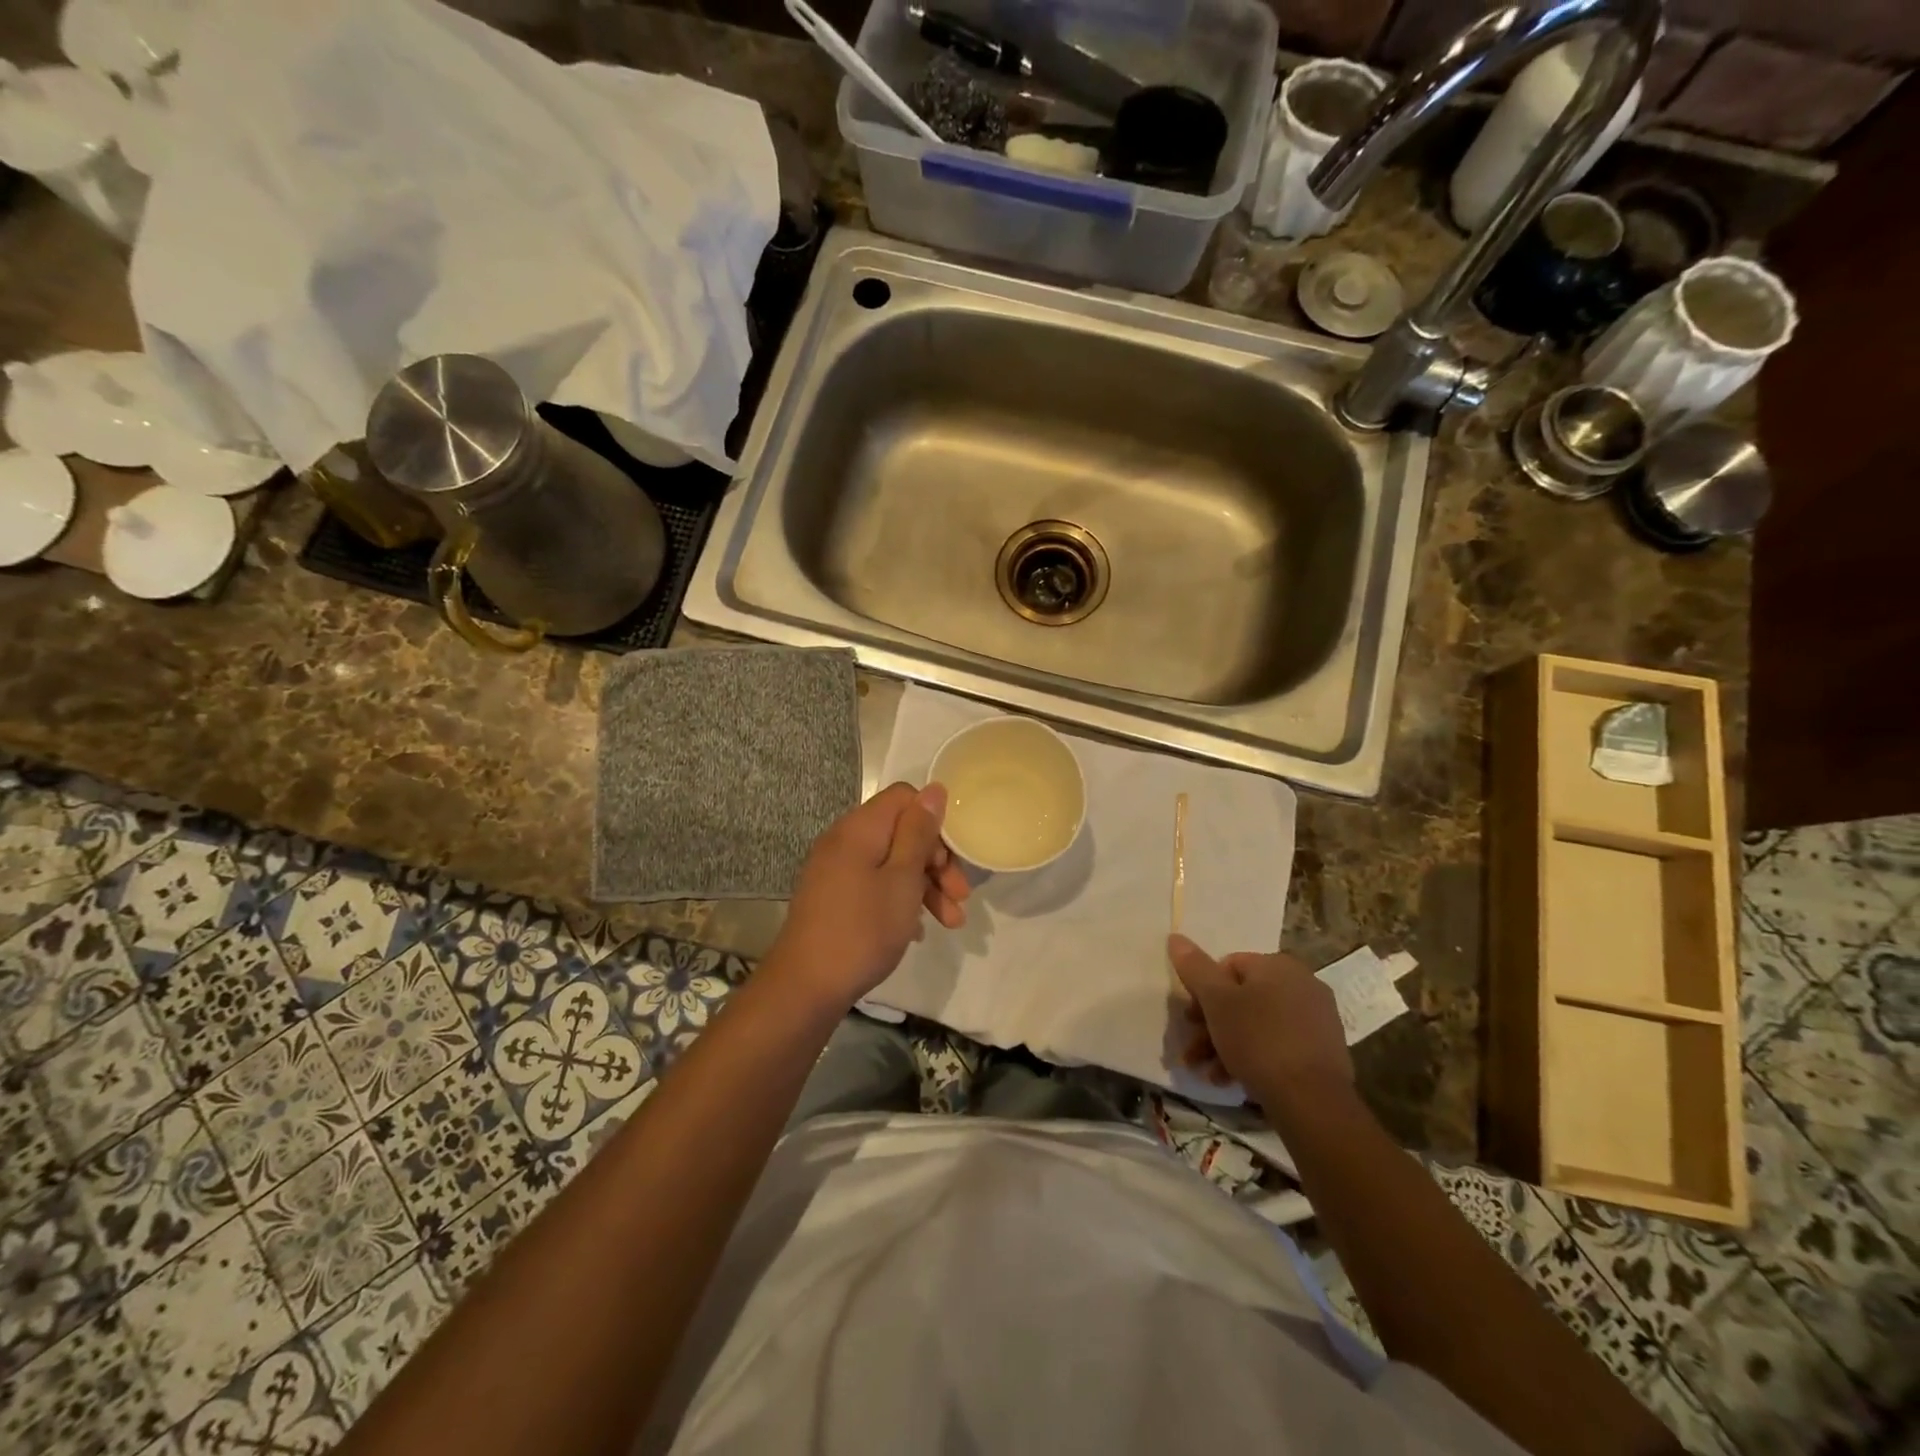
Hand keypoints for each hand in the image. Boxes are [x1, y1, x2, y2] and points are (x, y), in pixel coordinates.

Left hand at [768, 783, 970, 1008]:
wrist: (806, 987)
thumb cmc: (863, 929)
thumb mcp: (903, 879)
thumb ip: (919, 832)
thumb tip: (934, 789)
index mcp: (860, 828)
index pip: (905, 797)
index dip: (934, 822)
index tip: (951, 859)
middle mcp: (844, 840)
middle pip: (901, 832)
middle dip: (936, 862)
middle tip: (960, 897)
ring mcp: (836, 869)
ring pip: (891, 862)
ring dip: (925, 886)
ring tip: (951, 923)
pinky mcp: (834, 896)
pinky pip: (875, 884)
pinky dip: (900, 900)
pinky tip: (918, 930)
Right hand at [1167, 934, 1352, 1111]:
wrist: (1312, 1101)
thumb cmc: (1258, 1040)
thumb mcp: (1216, 1001)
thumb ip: (1195, 967)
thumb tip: (1176, 937)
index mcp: (1277, 965)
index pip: (1228, 966)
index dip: (1203, 992)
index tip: (1190, 1019)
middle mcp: (1302, 983)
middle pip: (1242, 997)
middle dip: (1212, 1024)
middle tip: (1194, 1049)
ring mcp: (1317, 1018)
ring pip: (1258, 1024)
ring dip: (1227, 1045)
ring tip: (1209, 1073)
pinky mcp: (1324, 1050)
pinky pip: (1279, 1044)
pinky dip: (1254, 1056)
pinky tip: (1233, 1080)